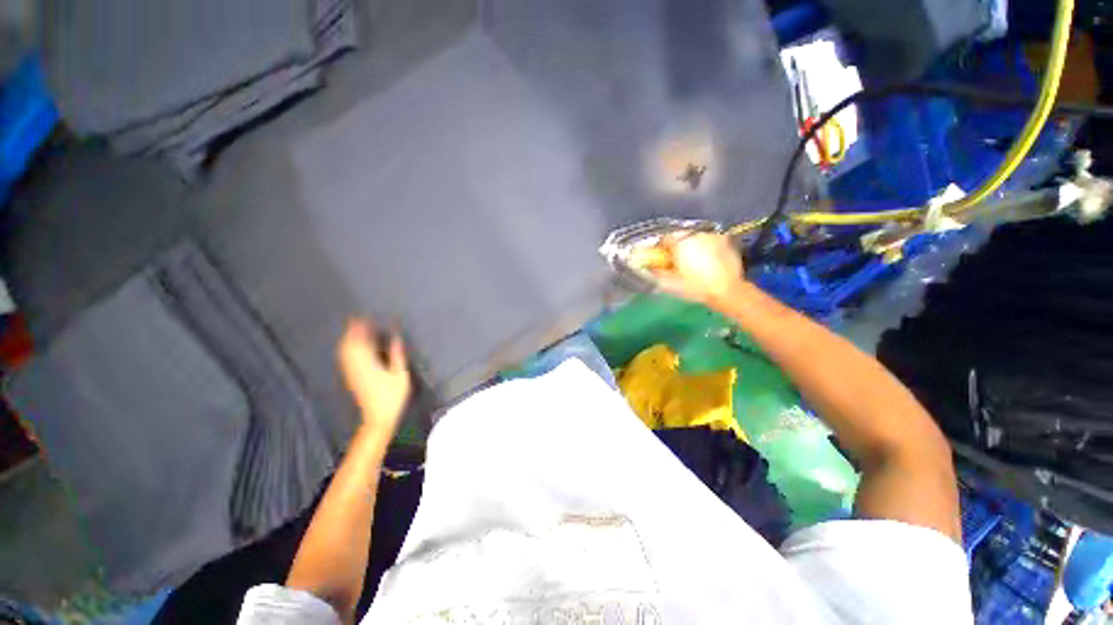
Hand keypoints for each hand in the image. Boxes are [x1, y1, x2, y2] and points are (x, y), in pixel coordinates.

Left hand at [338, 319, 410, 435]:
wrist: (377, 418)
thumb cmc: (393, 397)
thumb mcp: (401, 376)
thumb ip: (397, 356)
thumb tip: (396, 338)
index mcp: (369, 364)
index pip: (362, 342)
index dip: (361, 329)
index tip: (363, 317)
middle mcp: (357, 367)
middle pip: (349, 345)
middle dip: (352, 331)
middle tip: (357, 318)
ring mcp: (352, 373)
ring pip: (345, 352)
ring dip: (348, 338)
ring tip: (354, 328)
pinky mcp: (351, 378)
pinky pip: (345, 359)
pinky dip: (347, 348)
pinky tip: (351, 346)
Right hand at [649, 233, 743, 303]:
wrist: (727, 291)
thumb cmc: (694, 286)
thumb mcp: (668, 283)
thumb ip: (654, 271)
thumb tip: (647, 265)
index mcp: (680, 241)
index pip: (663, 239)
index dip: (660, 250)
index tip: (661, 261)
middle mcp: (695, 233)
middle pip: (679, 236)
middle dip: (675, 247)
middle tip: (676, 263)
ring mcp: (712, 235)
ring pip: (694, 238)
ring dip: (690, 247)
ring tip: (692, 263)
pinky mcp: (725, 241)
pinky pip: (708, 241)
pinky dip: (704, 248)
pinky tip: (707, 262)